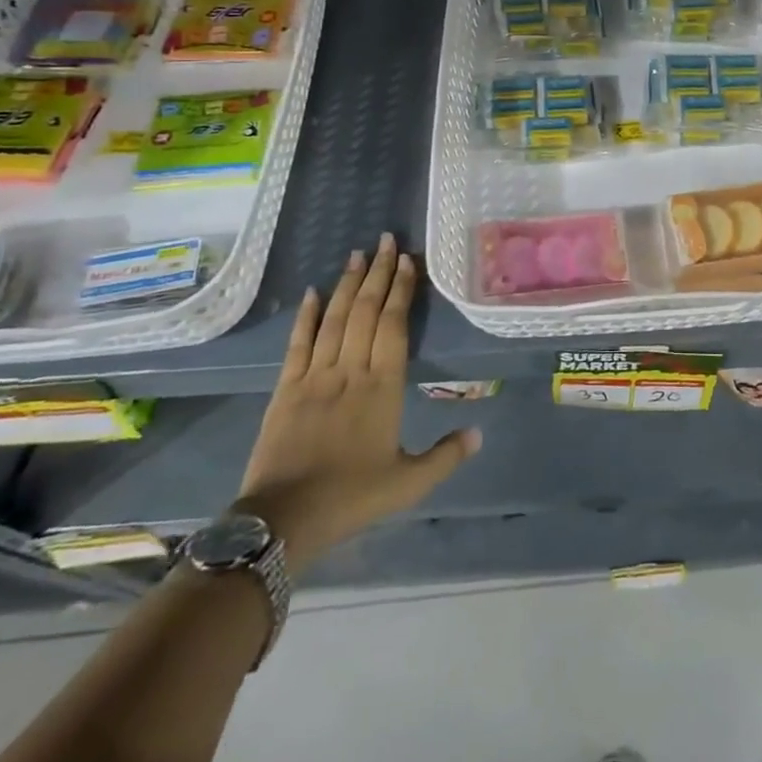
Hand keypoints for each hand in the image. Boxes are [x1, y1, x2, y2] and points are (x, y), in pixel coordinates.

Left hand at [233, 235, 478, 571]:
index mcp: (383, 387)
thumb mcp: (408, 484)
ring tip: (357, 253)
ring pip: (335, 318)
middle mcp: (350, 370)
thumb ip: (446, 456)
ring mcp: (315, 376)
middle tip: (386, 240)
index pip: (393, 325)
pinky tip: (313, 291)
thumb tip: (479, 433)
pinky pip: (298, 343)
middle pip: (366, 311)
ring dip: (347, 283)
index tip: (407, 260)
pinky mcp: (286, 388)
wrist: (283, 521)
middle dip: (377, 272)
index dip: (400, 290)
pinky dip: (306, 315)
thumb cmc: (351, 498)